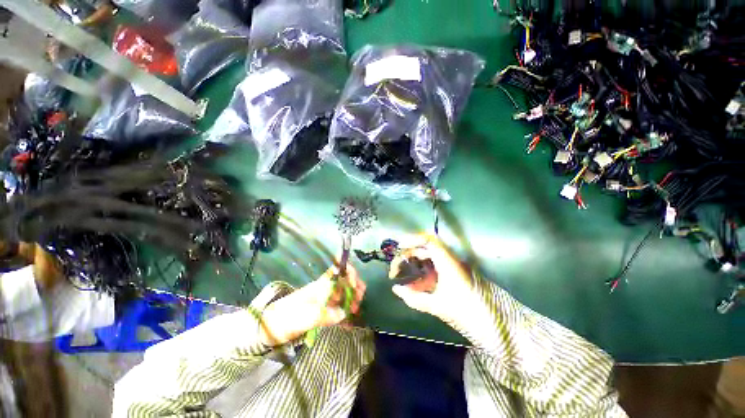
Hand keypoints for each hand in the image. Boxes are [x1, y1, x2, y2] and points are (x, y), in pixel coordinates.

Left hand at [259, 263, 365, 346]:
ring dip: (352, 300)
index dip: (349, 272)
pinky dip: (345, 313)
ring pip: (343, 295)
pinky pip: (338, 309)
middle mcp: (324, 289)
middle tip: (358, 301)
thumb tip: (342, 313)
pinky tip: (349, 323)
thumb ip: (322, 314)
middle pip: (345, 282)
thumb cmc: (284, 319)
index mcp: (320, 285)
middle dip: (355, 288)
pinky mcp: (322, 312)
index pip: (337, 270)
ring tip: (355, 312)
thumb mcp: (301, 317)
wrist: (269, 328)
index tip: (355, 285)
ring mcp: (324, 301)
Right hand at [389, 234, 477, 327]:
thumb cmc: (469, 313)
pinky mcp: (455, 275)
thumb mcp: (439, 306)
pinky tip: (415, 286)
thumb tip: (396, 290)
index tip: (399, 246)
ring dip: (414, 265)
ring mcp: (453, 267)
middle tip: (396, 268)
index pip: (430, 241)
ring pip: (430, 259)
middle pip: (426, 248)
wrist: (499, 325)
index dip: (413, 239)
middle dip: (409, 255)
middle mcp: (451, 261)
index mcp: (449, 263)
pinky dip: (423, 274)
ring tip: (402, 276)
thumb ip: (415, 298)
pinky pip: (435, 269)